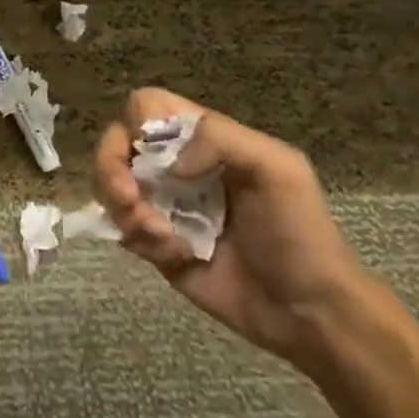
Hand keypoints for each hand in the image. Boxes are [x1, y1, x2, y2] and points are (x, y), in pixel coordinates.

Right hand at [94, 87, 366, 363]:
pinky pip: (120, 229)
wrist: (309, 311)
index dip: (138, 121)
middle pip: (115, 143)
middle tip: (130, 200)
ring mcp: (161, 204)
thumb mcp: (278, 168)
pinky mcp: (154, 243)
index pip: (146, 106)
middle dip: (111, 169)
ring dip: (127, 211)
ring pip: (109, 187)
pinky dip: (138, 240)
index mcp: (202, 139)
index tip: (151, 153)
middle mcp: (174, 165)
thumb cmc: (300, 233)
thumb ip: (220, 139)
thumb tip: (164, 163)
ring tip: (165, 240)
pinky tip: (175, 257)